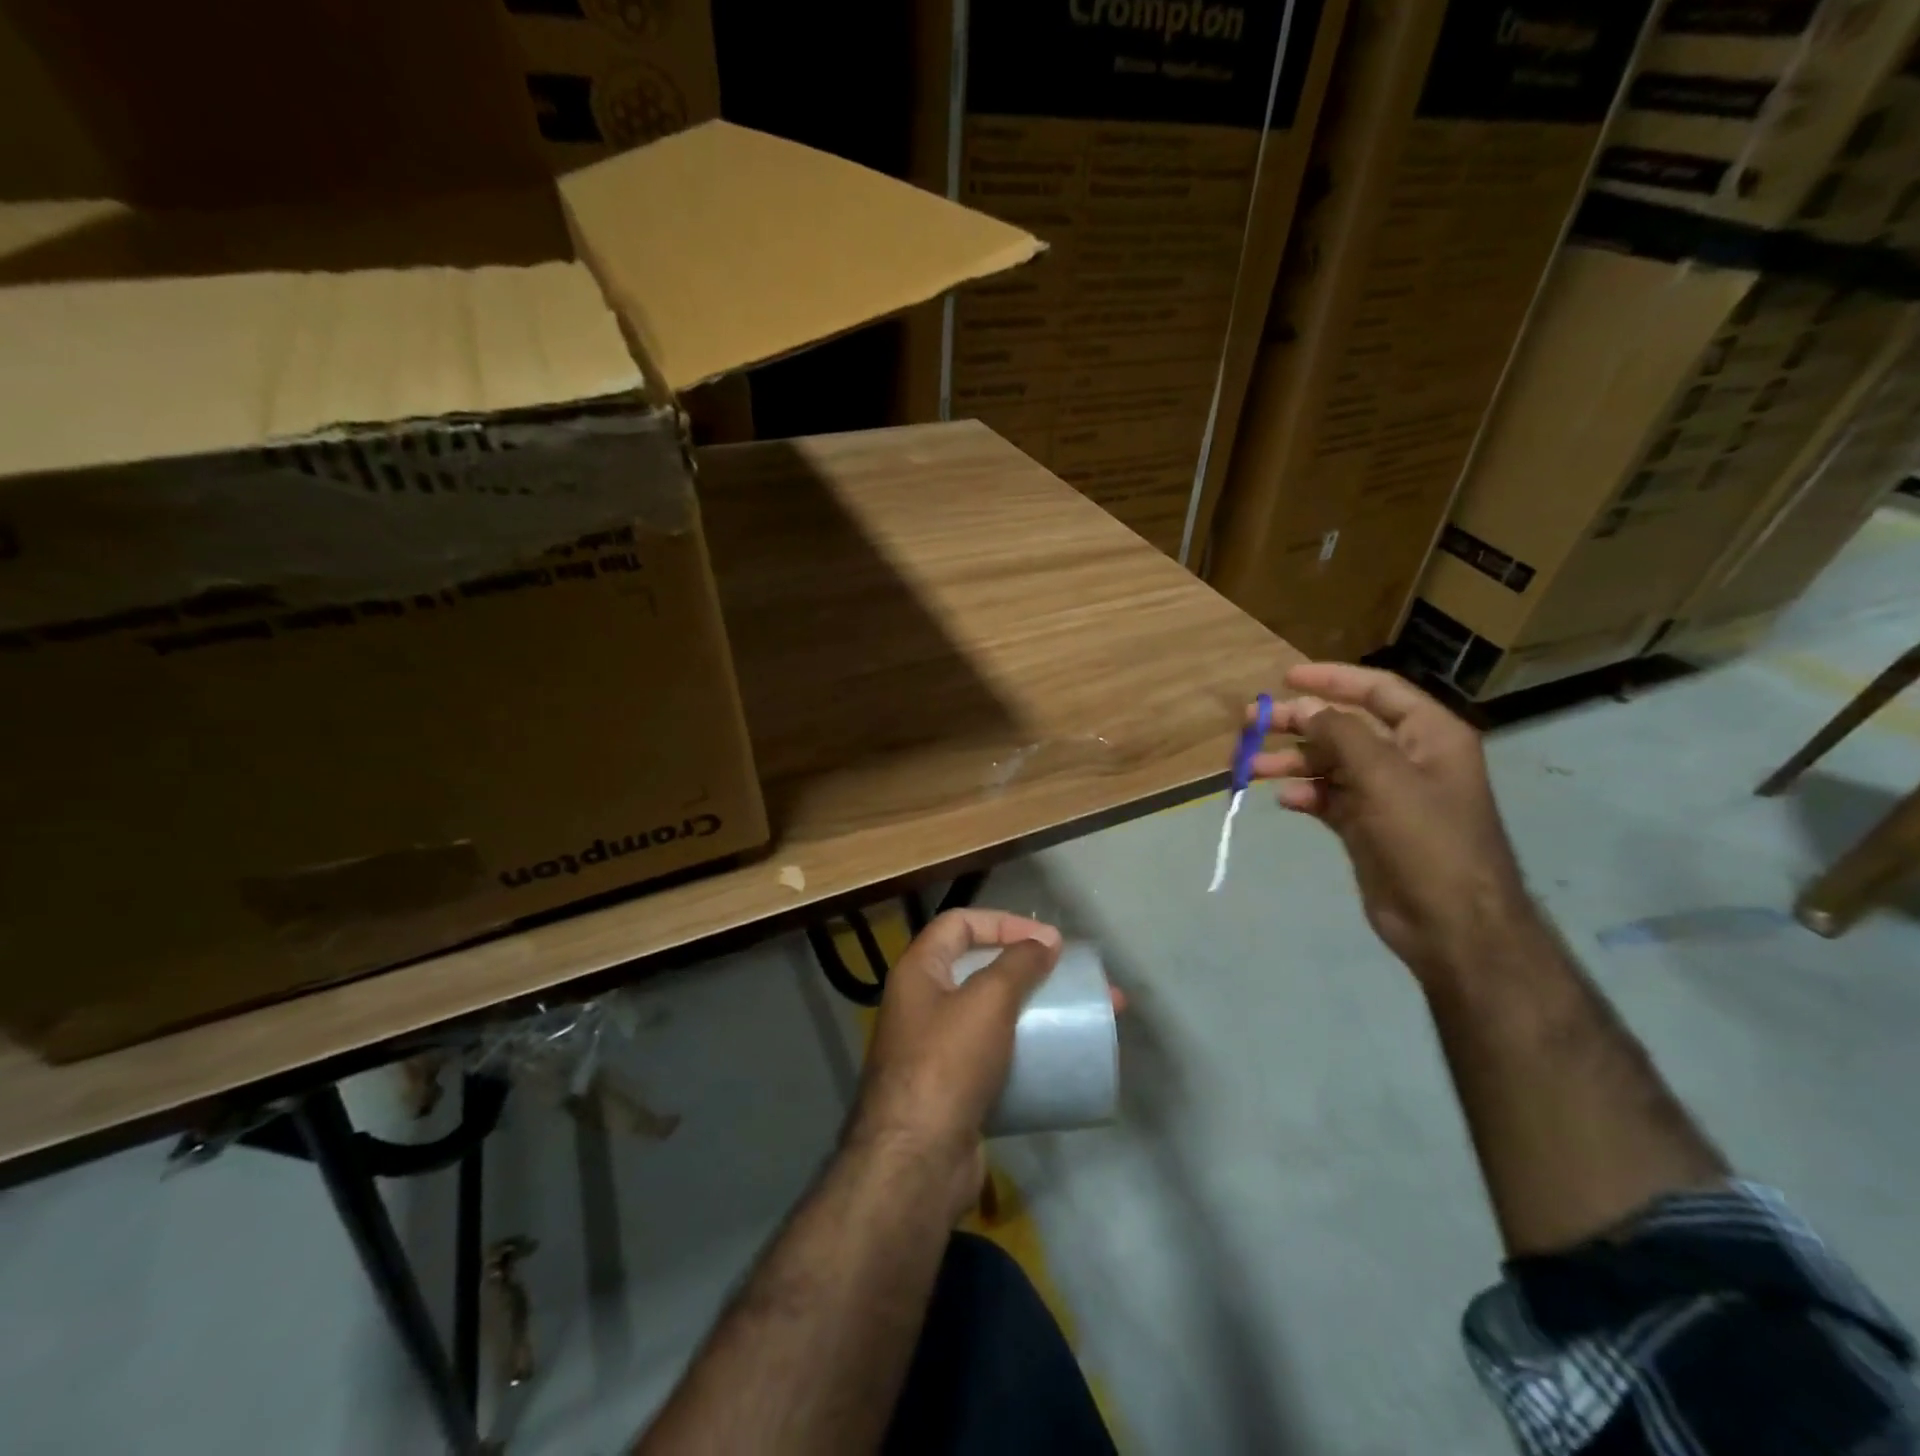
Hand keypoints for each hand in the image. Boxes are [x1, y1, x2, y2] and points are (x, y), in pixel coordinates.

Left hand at [842, 909, 1062, 1222]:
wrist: (917, 1162)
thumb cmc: (948, 1064)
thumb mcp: (987, 1000)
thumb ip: (1017, 963)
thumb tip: (1045, 942)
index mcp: (918, 971)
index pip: (960, 923)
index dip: (1004, 921)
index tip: (1048, 940)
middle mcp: (922, 1003)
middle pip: (979, 969)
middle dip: (1029, 969)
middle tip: (1073, 978)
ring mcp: (936, 1049)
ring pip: (991, 1014)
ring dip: (1033, 1010)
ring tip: (1080, 1017)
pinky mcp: (954, 1088)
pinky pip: (994, 1054)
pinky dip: (1024, 1049)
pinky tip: (1055, 1059)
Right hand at [1249, 662, 1533, 983]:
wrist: (1451, 924)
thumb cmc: (1426, 840)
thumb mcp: (1384, 777)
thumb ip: (1342, 735)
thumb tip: (1307, 708)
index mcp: (1429, 735)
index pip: (1377, 690)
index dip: (1331, 680)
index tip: (1286, 678)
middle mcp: (1408, 758)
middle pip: (1345, 727)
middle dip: (1299, 723)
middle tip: (1252, 723)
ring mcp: (1386, 794)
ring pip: (1330, 764)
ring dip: (1291, 762)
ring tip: (1250, 766)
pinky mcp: (1367, 826)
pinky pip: (1328, 798)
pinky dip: (1305, 795)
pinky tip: (1284, 799)